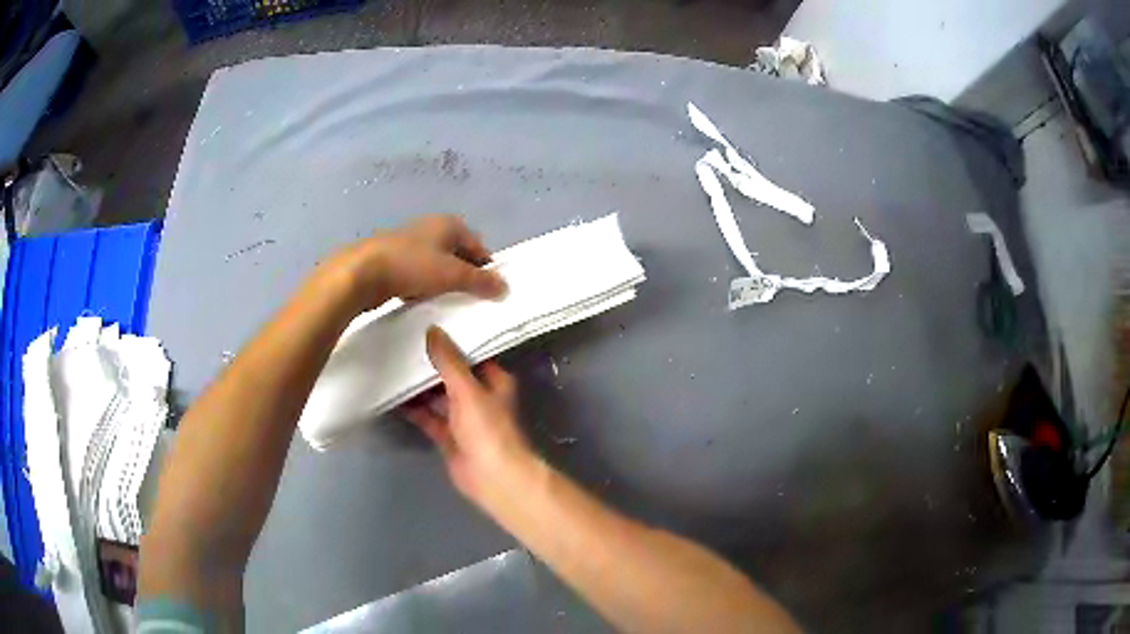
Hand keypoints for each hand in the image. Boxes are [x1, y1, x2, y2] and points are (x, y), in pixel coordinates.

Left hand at [319, 215, 506, 313]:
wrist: (363, 272)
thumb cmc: (412, 266)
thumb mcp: (453, 274)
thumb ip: (481, 281)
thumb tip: (505, 287)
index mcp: (449, 224)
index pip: (479, 247)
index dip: (486, 268)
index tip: (489, 292)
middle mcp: (431, 229)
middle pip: (459, 255)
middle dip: (466, 276)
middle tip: (471, 300)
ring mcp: (411, 243)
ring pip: (438, 266)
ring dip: (444, 283)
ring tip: (448, 303)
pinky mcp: (395, 260)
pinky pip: (419, 274)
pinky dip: (425, 286)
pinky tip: (424, 301)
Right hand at [404, 326, 536, 506]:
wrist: (491, 478)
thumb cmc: (486, 429)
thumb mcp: (467, 389)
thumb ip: (449, 361)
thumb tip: (432, 330)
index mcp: (493, 381)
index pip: (471, 353)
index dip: (451, 340)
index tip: (426, 324)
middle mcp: (479, 396)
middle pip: (451, 375)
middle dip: (430, 364)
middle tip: (402, 342)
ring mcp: (462, 418)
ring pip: (438, 396)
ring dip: (419, 386)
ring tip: (392, 364)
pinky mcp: (448, 436)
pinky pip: (428, 417)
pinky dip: (414, 409)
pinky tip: (393, 396)